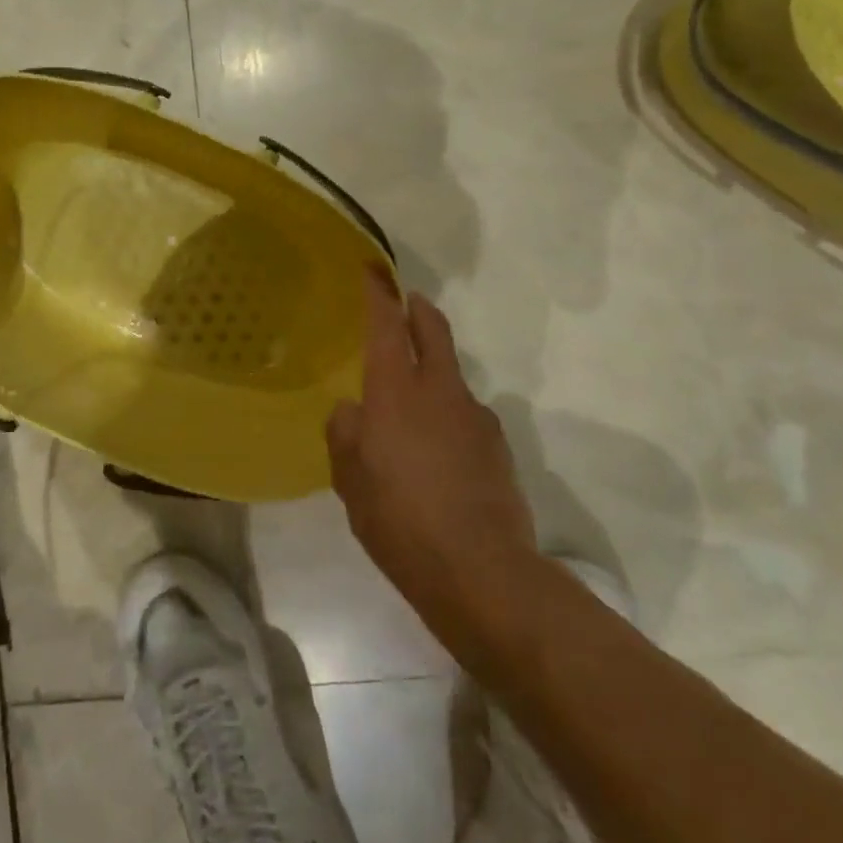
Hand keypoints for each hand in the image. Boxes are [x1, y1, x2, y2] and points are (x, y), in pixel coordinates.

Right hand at [327, 275, 538, 650]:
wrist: (482, 572)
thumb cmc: (399, 520)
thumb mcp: (350, 481)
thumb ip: (345, 435)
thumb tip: (353, 412)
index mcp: (396, 392)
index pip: (386, 325)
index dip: (379, 294)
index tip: (374, 270)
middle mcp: (440, 391)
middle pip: (433, 330)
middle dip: (418, 309)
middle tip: (407, 303)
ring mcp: (475, 417)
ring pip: (451, 377)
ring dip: (433, 375)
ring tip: (412, 417)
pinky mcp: (498, 447)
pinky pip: (466, 416)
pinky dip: (449, 418)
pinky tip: (439, 459)